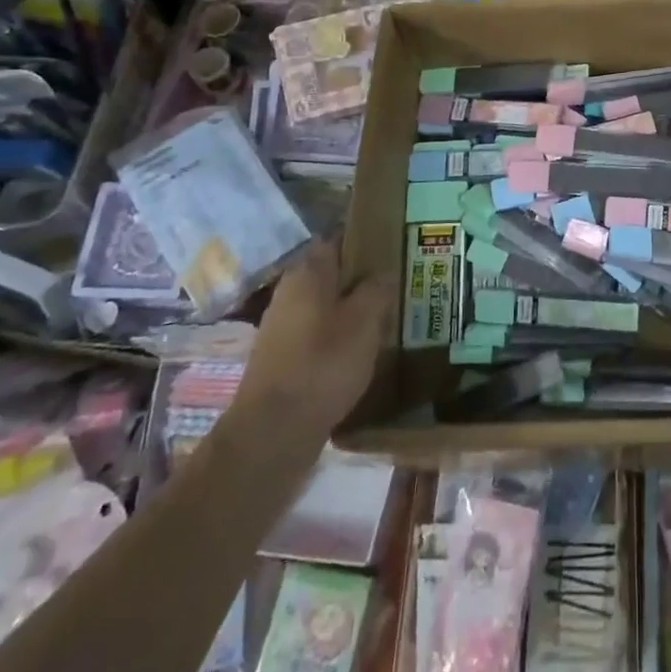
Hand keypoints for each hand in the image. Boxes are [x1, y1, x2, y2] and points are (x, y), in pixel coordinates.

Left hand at [237, 237, 390, 439]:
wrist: (274, 431)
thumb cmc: (324, 364)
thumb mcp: (365, 321)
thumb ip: (377, 289)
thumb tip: (383, 272)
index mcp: (307, 273)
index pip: (337, 239)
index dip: (364, 239)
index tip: (392, 246)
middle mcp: (289, 292)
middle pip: (330, 272)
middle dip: (361, 276)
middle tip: (396, 283)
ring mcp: (281, 325)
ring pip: (325, 303)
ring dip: (351, 307)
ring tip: (385, 315)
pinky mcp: (282, 356)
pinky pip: (317, 331)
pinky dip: (338, 333)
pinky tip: (360, 347)